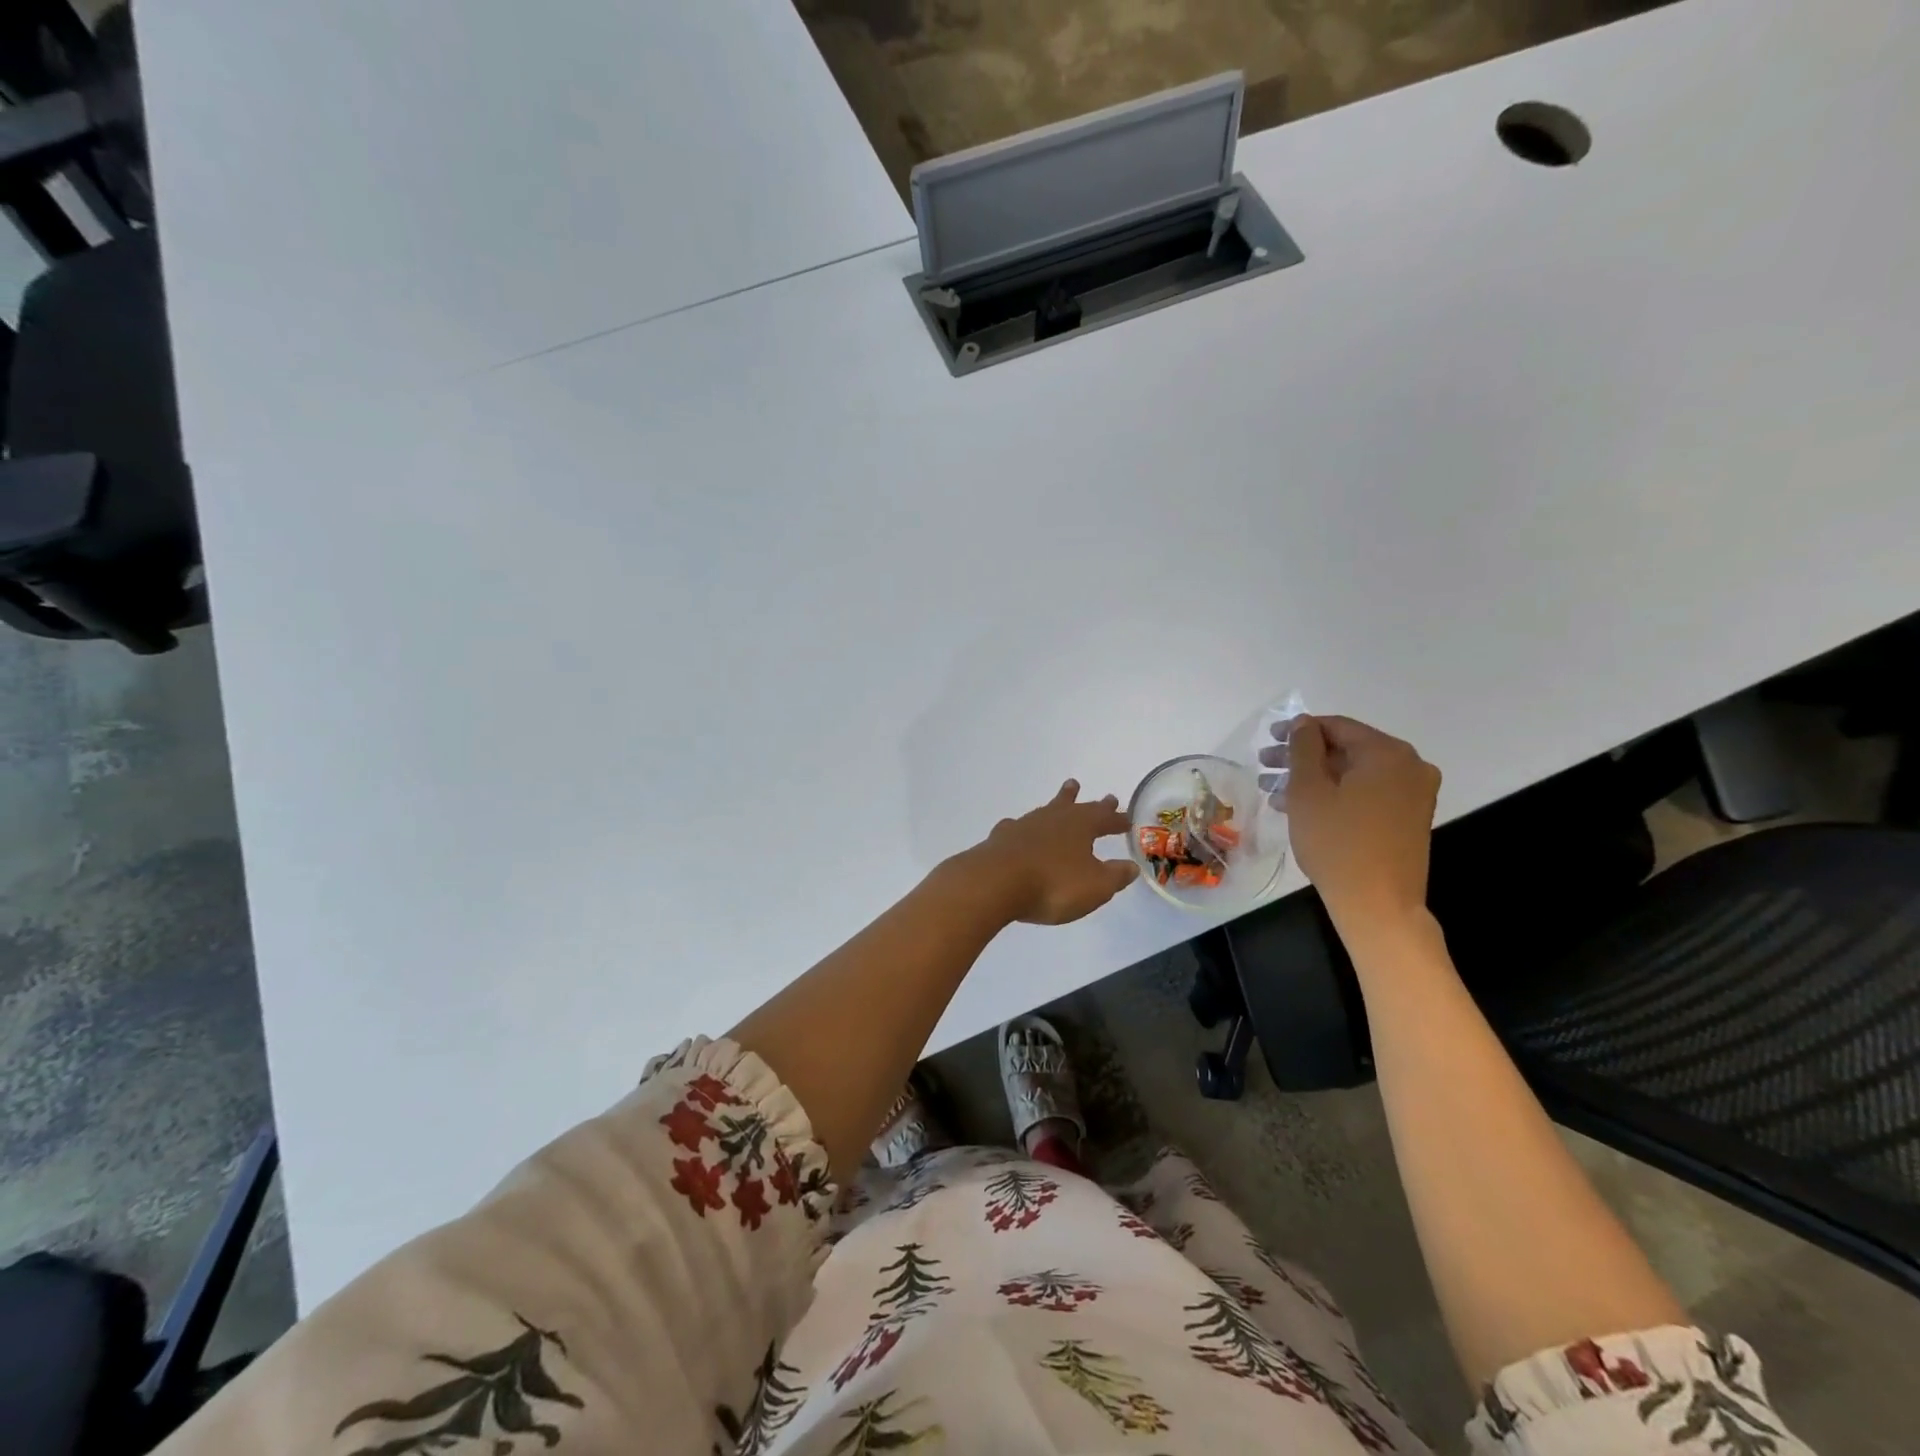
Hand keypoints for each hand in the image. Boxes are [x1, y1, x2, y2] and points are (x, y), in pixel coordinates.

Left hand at [962, 780, 1139, 925]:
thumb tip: (1131, 866)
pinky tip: (1018, 828)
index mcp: (1080, 826)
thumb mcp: (1095, 886)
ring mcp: (1024, 826)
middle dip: (1093, 804)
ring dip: (1059, 803)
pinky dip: (1023, 827)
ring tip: (1066, 792)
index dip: (1117, 820)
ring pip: (1047, 809)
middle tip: (1107, 796)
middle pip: (1077, 806)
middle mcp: (1053, 819)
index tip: (1127, 819)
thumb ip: (1115, 876)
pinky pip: (1017, 827)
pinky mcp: (1001, 839)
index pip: (1104, 819)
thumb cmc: (1053, 884)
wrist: (995, 882)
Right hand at [1269, 716, 1440, 933]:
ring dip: (1315, 778)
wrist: (1378, 904)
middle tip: (1266, 766)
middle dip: (1303, 757)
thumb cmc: (1337, 842)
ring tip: (1274, 791)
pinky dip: (1336, 795)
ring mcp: (1414, 794)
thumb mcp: (1308, 790)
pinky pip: (1367, 794)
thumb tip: (1303, 723)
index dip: (1299, 730)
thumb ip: (1303, 748)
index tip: (1268, 739)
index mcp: (1388, 753)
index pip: (1337, 727)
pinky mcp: (1409, 818)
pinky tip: (1302, 808)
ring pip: (1354, 774)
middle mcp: (1410, 767)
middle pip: (1346, 750)